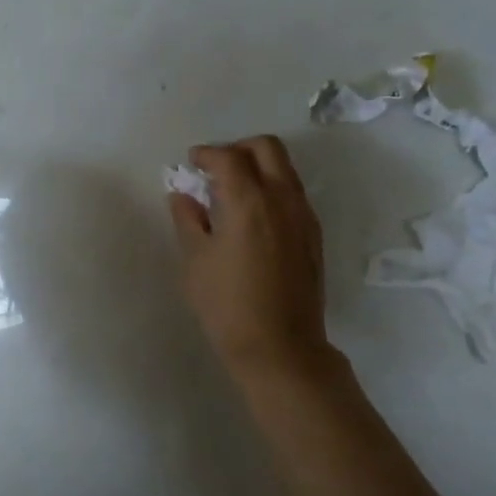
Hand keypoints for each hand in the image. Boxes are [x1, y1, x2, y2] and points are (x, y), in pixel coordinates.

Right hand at [168, 136, 339, 384]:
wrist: (280, 347)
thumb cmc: (227, 306)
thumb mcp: (195, 262)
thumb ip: (188, 220)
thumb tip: (183, 195)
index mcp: (248, 202)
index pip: (228, 157)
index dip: (206, 153)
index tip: (191, 162)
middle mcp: (282, 199)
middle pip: (266, 148)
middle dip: (237, 148)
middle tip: (214, 168)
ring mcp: (303, 216)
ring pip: (284, 169)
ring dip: (258, 166)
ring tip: (232, 191)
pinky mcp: (313, 235)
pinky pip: (293, 193)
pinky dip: (272, 188)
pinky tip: (252, 216)